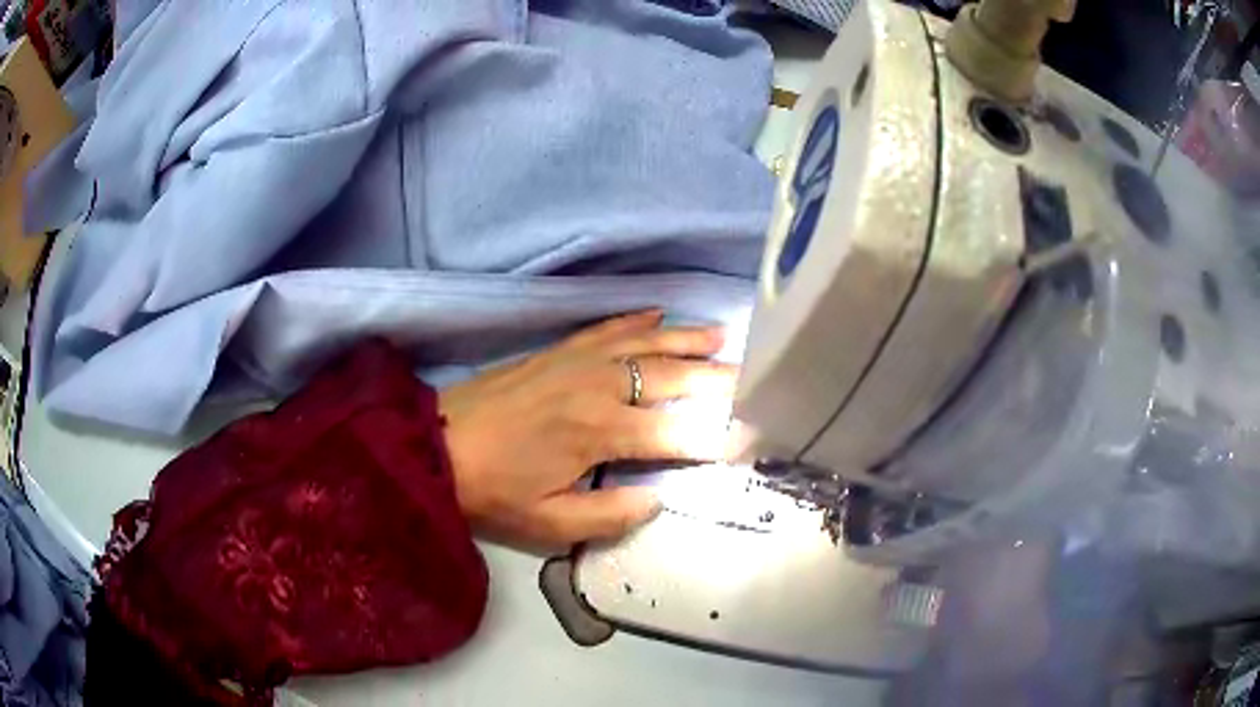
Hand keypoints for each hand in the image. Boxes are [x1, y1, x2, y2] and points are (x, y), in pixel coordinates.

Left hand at [439, 310, 736, 548]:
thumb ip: (608, 517)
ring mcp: (578, 361)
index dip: (714, 437)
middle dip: (717, 379)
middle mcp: (599, 386)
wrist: (436, 444)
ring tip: (721, 335)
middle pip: (672, 377)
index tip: (748, 438)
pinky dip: (637, 320)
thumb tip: (657, 501)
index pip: (676, 433)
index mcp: (601, 432)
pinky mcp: (558, 350)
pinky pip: (607, 328)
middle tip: (753, 378)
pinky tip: (657, 314)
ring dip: (687, 339)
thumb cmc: (493, 489)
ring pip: (646, 343)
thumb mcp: (548, 522)